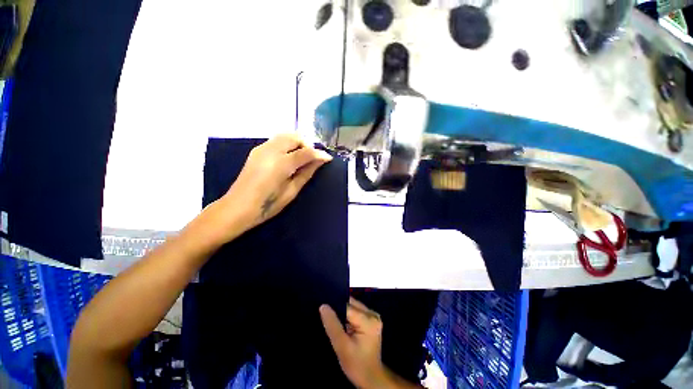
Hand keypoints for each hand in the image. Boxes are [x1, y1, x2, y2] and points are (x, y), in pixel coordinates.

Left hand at [220, 133, 332, 232]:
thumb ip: (306, 173)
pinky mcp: (256, 151)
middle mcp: (270, 151)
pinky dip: (287, 145)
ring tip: (302, 158)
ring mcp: (261, 149)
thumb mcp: (291, 191)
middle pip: (294, 137)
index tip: (328, 158)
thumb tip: (320, 161)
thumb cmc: (267, 205)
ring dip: (297, 143)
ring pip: (285, 135)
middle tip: (312, 159)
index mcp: (280, 164)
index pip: (305, 152)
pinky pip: (277, 140)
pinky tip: (289, 159)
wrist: (237, 208)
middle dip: (307, 145)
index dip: (319, 154)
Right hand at [319, 298, 387, 387]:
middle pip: (351, 304)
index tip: (323, 310)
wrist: (371, 378)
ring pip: (353, 306)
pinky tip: (342, 324)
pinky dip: (348, 316)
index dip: (334, 307)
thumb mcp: (341, 347)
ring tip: (333, 320)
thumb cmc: (357, 365)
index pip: (347, 306)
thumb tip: (323, 306)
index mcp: (368, 320)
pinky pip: (356, 311)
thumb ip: (332, 325)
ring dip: (343, 313)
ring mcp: (373, 316)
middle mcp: (373, 314)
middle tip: (327, 316)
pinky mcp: (371, 320)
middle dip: (339, 309)